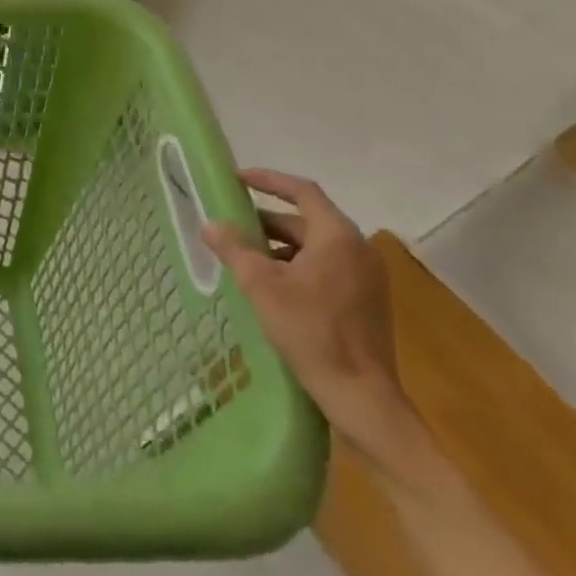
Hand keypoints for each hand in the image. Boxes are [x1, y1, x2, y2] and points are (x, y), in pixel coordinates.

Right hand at [202, 168, 425, 471]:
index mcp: (337, 237)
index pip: (302, 191)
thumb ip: (234, 249)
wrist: (361, 395)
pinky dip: (294, 266)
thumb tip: (210, 224)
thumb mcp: (261, 286)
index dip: (268, 180)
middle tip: (230, 224)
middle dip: (265, 220)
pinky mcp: (364, 300)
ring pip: (313, 247)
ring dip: (277, 246)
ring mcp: (365, 277)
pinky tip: (268, 285)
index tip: (237, 179)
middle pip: (305, 220)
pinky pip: (324, 267)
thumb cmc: (311, 331)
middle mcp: (357, 249)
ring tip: (242, 256)